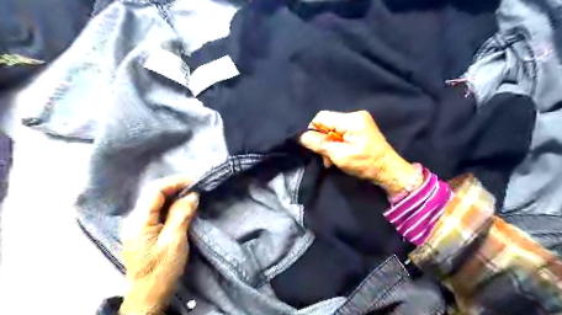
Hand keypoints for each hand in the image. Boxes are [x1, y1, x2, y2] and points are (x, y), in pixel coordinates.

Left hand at [118, 176, 199, 313]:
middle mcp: (135, 220)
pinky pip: (158, 211)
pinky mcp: (145, 231)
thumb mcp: (175, 241)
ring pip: (157, 202)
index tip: (194, 182)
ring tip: (192, 196)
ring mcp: (139, 226)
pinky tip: (183, 208)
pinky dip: (172, 206)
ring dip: (175, 196)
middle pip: (154, 194)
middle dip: (176, 187)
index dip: (174, 182)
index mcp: (139, 221)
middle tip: (196, 188)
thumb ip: (181, 215)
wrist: (149, 296)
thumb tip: (192, 195)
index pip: (155, 191)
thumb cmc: (161, 269)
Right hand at [300, 110, 417, 196]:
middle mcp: (355, 115)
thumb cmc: (365, 164)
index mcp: (351, 119)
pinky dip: (337, 144)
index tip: (315, 147)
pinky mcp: (361, 128)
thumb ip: (319, 144)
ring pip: (333, 129)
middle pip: (327, 123)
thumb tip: (302, 136)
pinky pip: (341, 132)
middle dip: (323, 140)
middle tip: (325, 158)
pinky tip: (339, 155)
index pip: (321, 117)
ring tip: (332, 160)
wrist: (388, 170)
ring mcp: (359, 121)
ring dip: (329, 144)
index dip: (314, 131)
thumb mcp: (339, 155)